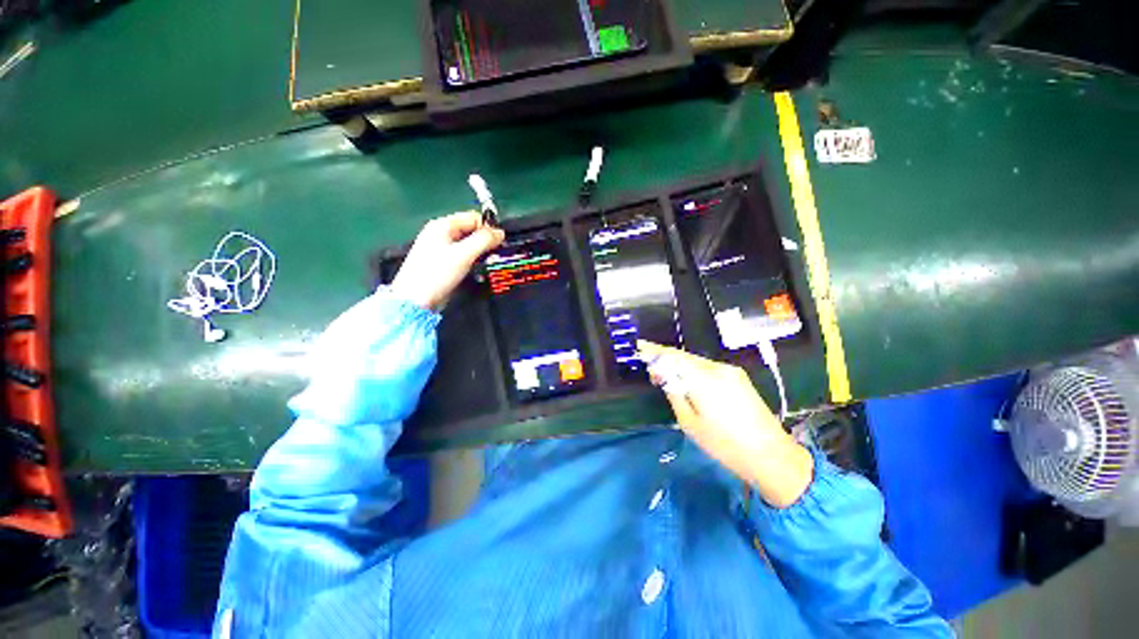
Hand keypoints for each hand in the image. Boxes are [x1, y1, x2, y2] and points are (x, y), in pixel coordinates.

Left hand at [390, 211, 504, 310]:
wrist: (415, 300)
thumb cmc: (437, 273)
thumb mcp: (463, 254)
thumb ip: (483, 240)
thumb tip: (500, 232)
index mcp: (443, 225)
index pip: (473, 218)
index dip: (488, 228)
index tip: (499, 244)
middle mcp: (441, 233)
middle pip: (471, 230)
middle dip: (485, 241)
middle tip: (495, 256)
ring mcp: (441, 248)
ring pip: (468, 244)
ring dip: (480, 252)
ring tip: (489, 264)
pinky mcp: (443, 263)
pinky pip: (463, 256)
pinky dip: (473, 260)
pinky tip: (478, 270)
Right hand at [637, 341, 813, 507]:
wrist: (772, 455)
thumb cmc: (725, 445)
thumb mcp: (690, 423)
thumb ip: (675, 394)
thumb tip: (664, 376)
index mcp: (704, 379)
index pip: (673, 357)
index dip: (654, 351)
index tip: (639, 347)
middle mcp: (718, 368)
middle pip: (684, 357)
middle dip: (665, 358)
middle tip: (651, 371)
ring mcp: (731, 371)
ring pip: (695, 362)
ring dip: (679, 365)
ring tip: (666, 378)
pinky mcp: (738, 377)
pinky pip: (707, 368)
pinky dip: (692, 370)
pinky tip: (687, 381)